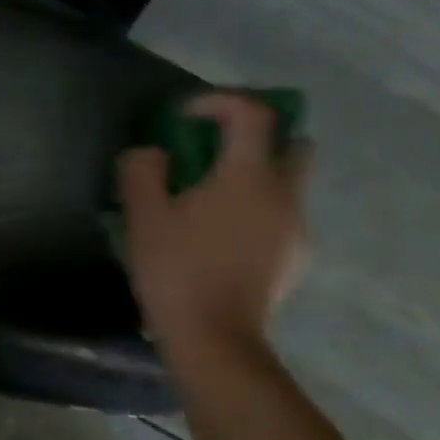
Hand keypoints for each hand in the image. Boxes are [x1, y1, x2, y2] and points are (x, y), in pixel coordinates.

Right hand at [118, 92, 310, 352]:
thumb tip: (151, 152)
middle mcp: (286, 194)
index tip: (186, 116)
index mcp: (249, 176)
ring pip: (290, 181)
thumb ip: (142, 171)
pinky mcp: (296, 258)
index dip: (219, 101)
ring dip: (257, 173)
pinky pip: (283, 214)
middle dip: (257, 135)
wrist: (214, 338)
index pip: (253, 114)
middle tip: (214, 149)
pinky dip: (260, 207)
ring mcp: (297, 228)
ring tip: (213, 196)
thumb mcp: (143, 216)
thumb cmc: (177, 270)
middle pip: (292, 141)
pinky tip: (223, 233)